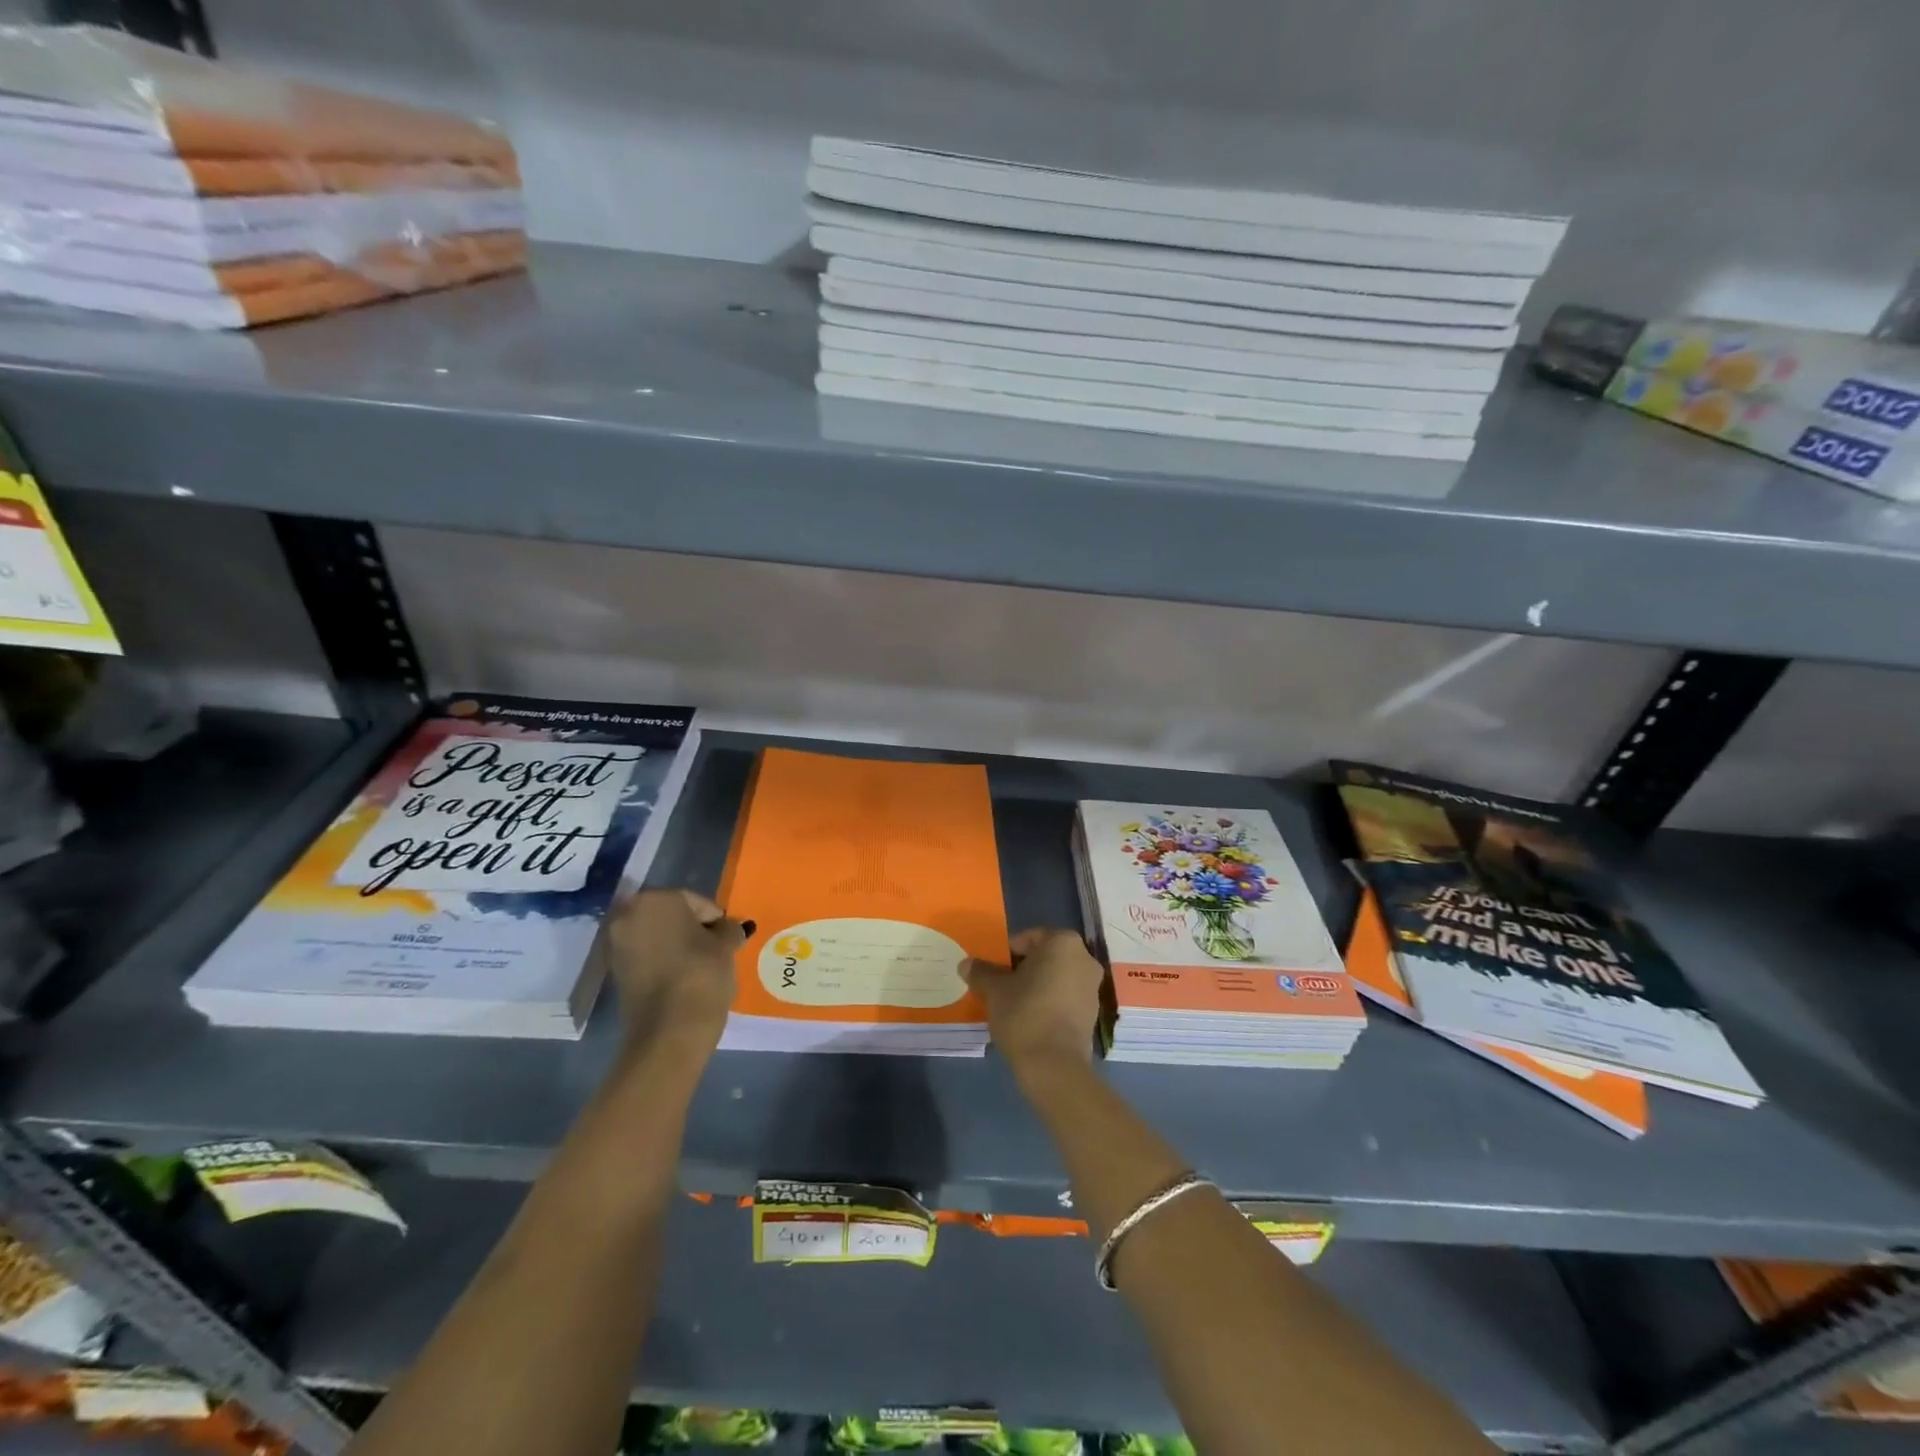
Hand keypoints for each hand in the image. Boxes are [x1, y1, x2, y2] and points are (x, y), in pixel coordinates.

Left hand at [604, 889, 743, 1053]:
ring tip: (703, 964)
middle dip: (694, 929)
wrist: (669, 1031)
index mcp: (655, 899)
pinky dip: (664, 962)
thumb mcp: (726, 945)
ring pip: (657, 937)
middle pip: (671, 916)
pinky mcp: (616, 974)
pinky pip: (647, 957)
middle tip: (717, 947)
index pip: (694, 900)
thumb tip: (731, 928)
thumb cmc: (701, 974)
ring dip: (678, 945)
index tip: (730, 936)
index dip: (715, 918)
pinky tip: (685, 977)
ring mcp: (617, 946)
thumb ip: (729, 929)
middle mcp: (628, 916)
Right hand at [964, 927, 1103, 1076]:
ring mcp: (1092, 987)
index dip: (1007, 952)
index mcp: (1063, 943)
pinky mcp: (1092, 1014)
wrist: (1054, 1065)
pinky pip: (1065, 998)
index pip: (1029, 938)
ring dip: (1036, 986)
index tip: (993, 970)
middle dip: (1023, 968)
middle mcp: (1084, 958)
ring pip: (1056, 977)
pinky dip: (1049, 1002)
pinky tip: (1030, 1020)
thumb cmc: (1024, 1014)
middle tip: (1000, 985)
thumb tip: (966, 964)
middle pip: (1045, 957)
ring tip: (1013, 1004)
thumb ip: (981, 972)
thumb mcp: (994, 990)